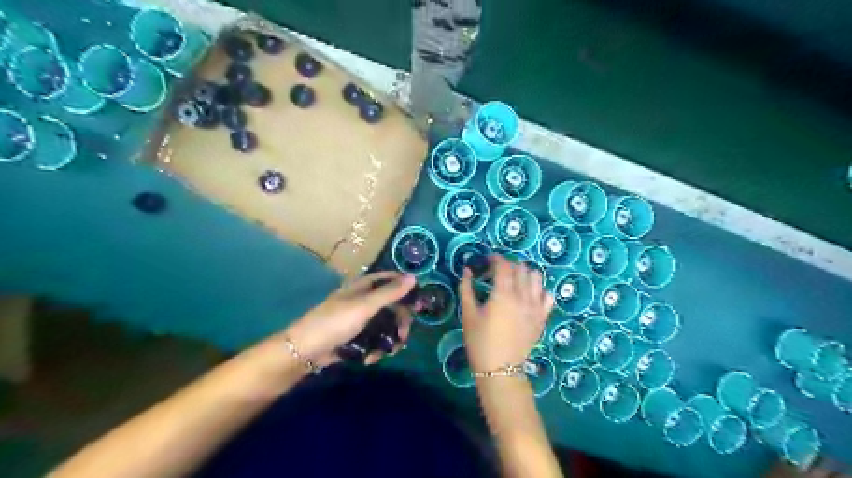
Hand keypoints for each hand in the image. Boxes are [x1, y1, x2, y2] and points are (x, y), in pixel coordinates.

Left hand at [285, 273, 415, 365]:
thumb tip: (413, 277)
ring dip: (389, 339)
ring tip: (387, 352)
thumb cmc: (335, 322)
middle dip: (400, 322)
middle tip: (403, 336)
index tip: (418, 304)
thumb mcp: (365, 306)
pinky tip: (370, 358)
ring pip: (386, 325)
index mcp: (364, 287)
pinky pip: (375, 339)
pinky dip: (376, 349)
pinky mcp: (356, 336)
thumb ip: (390, 293)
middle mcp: (364, 300)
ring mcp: (360, 319)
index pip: (391, 279)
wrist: (306, 350)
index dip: (406, 288)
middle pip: (392, 305)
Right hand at [459, 258, 552, 372]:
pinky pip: (547, 296)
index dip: (496, 258)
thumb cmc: (480, 340)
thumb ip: (466, 289)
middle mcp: (523, 296)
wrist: (500, 368)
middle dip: (509, 265)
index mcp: (503, 294)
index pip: (504, 265)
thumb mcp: (468, 314)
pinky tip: (529, 295)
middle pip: (521, 268)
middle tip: (497, 271)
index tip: (488, 259)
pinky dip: (539, 290)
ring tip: (514, 280)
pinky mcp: (542, 317)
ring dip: (525, 273)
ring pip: (537, 278)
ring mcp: (536, 306)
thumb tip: (467, 270)